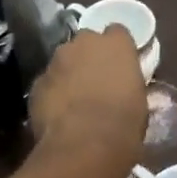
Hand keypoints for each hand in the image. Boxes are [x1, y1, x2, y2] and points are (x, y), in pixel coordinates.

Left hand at [28, 25, 146, 158]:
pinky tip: (58, 113)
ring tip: (75, 99)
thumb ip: (128, 84)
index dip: (118, 48)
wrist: (84, 145)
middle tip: (96, 80)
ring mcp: (56, 60)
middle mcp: (84, 42)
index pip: (117, 32)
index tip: (120, 64)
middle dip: (90, 56)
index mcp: (116, 44)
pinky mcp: (37, 82)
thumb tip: (123, 88)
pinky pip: (48, 82)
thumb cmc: (123, 124)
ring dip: (69, 73)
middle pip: (86, 41)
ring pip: (63, 60)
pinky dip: (53, 92)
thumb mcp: (139, 101)